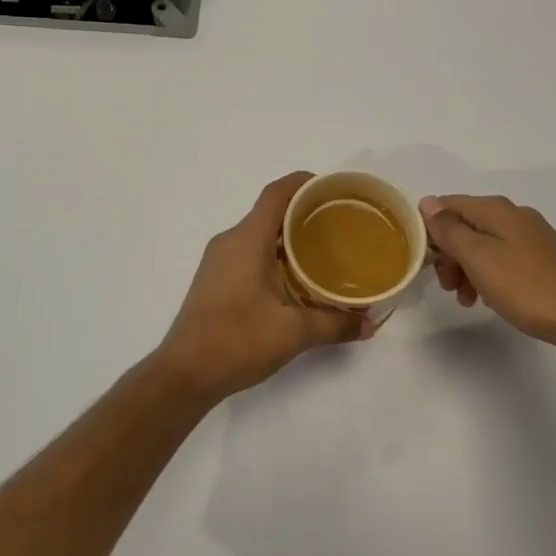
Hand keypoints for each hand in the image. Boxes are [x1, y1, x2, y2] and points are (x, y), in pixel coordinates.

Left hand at [158, 173, 372, 398]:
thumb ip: (334, 324)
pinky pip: (248, 252)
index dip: (303, 183)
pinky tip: (294, 278)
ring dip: (288, 237)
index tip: (332, 188)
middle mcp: (230, 241)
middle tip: (339, 224)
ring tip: (323, 250)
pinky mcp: (214, 278)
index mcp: (247, 240)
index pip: (276, 193)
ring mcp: (218, 260)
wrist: (186, 372)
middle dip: (303, 212)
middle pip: (269, 212)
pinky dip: (273, 254)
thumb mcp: (293, 333)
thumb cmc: (237, 341)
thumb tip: (370, 323)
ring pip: (258, 234)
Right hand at [420, 194, 555, 363]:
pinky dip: (488, 276)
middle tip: (447, 286)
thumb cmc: (528, 286)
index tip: (422, 260)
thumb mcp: (479, 257)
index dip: (428, 229)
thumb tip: (427, 202)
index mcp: (495, 210)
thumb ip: (449, 229)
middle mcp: (513, 216)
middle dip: (448, 254)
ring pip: (483, 246)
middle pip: (464, 226)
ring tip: (467, 299)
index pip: (446, 205)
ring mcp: (532, 238)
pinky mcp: (544, 261)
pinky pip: (502, 260)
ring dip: (466, 269)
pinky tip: (490, 299)